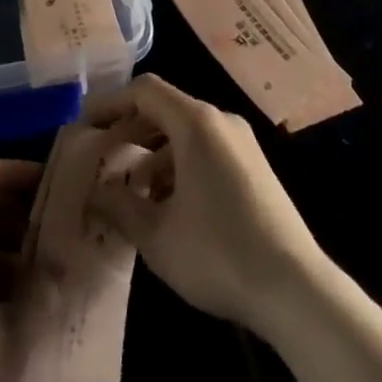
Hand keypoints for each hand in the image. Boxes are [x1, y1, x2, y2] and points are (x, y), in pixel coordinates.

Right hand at [85, 75, 324, 339]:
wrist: (297, 290)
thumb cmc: (219, 254)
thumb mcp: (156, 235)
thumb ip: (118, 206)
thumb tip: (94, 191)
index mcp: (196, 123)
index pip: (144, 90)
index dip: (111, 102)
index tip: (85, 124)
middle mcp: (220, 121)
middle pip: (164, 108)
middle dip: (129, 129)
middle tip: (101, 155)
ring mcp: (241, 143)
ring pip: (185, 131)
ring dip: (153, 152)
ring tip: (130, 190)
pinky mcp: (254, 166)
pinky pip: (206, 149)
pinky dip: (179, 164)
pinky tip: (167, 204)